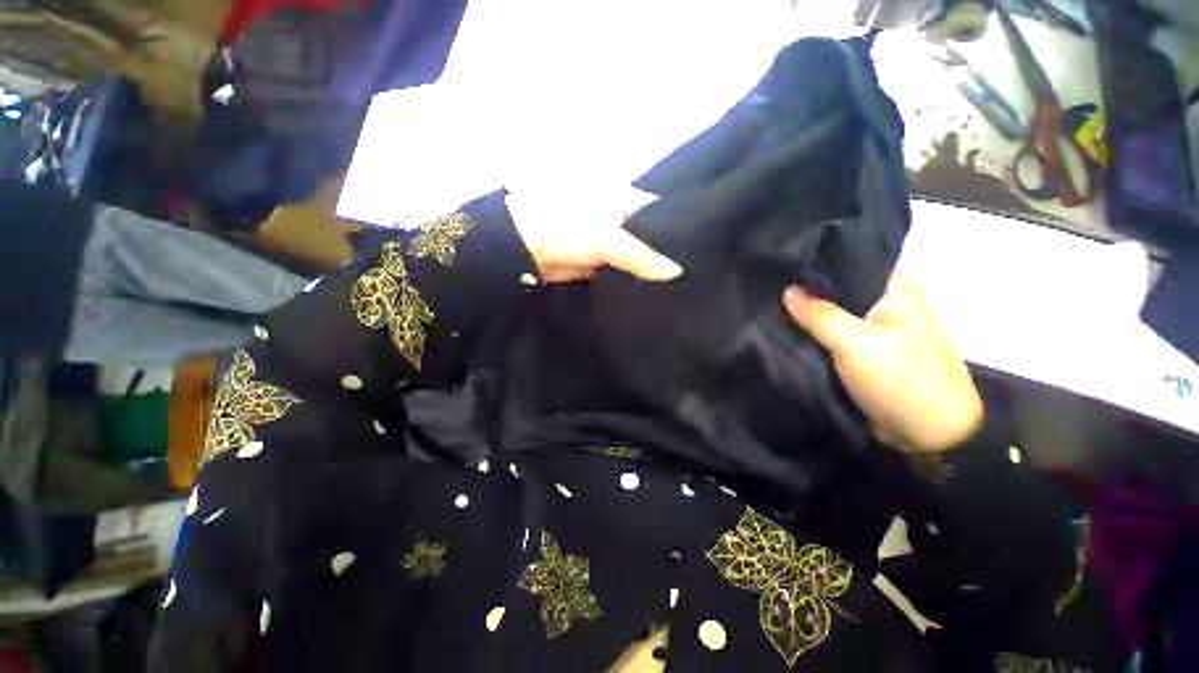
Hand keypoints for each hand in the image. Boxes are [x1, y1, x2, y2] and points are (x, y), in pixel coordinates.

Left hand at [505, 187, 682, 282]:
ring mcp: (607, 242)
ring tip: (678, 284)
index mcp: (621, 199)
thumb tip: (676, 272)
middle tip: (693, 270)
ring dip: (649, 269)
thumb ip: (641, 256)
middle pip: (648, 235)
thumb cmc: (563, 228)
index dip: (677, 224)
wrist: (521, 250)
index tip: (700, 244)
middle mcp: (618, 218)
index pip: (658, 209)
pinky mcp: (598, 263)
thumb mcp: (605, 238)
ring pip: (635, 256)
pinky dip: (632, 280)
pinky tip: (651, 291)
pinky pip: (621, 271)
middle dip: (665, 251)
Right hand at [783, 273, 982, 452]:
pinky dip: (812, 335)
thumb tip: (787, 290)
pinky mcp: (862, 353)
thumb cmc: (902, 380)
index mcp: (894, 290)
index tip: (779, 266)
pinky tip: (785, 331)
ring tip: (768, 307)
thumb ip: (820, 315)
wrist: (930, 436)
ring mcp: (873, 331)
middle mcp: (884, 305)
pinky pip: (831, 337)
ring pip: (832, 315)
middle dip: (804, 292)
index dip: (814, 264)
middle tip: (767, 288)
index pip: (848, 264)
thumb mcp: (857, 344)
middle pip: (837, 291)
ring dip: (806, 316)